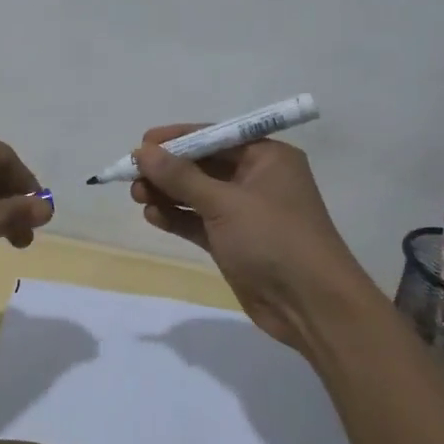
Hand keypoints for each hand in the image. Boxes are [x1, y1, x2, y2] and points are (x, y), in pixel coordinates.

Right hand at [130, 126, 373, 350]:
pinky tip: (152, 216)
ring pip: (198, 194)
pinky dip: (177, 217)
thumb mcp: (225, 203)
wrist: (311, 307)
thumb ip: (181, 177)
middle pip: (203, 165)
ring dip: (168, 194)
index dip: (178, 139)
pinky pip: (199, 221)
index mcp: (267, 157)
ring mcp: (246, 212)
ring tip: (136, 196)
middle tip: (132, 175)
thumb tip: (143, 151)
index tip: (142, 144)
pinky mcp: (234, 242)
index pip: (216, 137)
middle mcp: (257, 179)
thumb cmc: (274, 239)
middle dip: (168, 169)